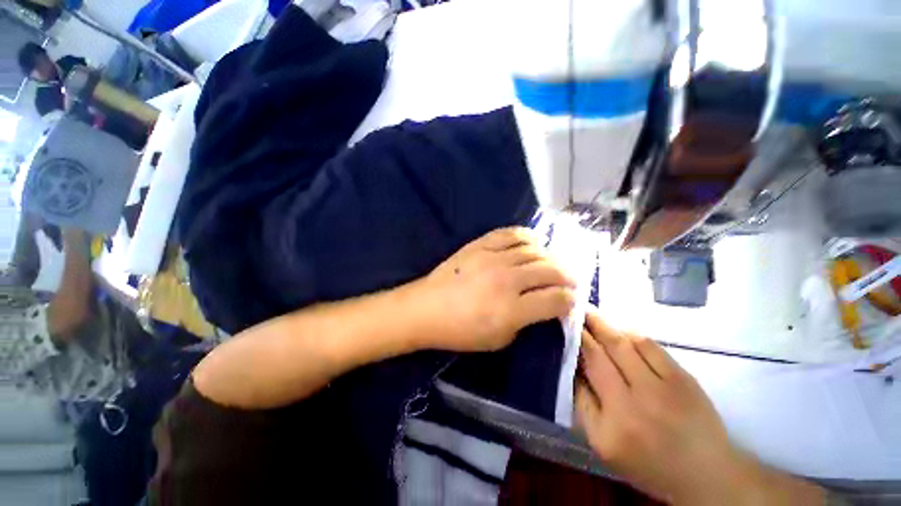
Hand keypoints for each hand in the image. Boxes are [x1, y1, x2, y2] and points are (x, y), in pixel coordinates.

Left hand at [414, 227, 575, 351]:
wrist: (426, 309)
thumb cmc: (460, 332)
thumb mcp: (498, 340)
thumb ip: (526, 322)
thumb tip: (543, 305)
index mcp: (512, 310)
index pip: (556, 299)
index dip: (570, 301)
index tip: (570, 301)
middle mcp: (507, 280)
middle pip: (551, 271)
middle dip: (567, 277)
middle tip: (569, 281)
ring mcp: (493, 258)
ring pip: (535, 250)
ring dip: (550, 258)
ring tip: (552, 264)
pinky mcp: (480, 245)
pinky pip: (511, 234)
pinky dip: (527, 236)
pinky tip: (534, 242)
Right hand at [575, 312, 777, 504]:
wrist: (705, 471)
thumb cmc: (647, 461)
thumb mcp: (602, 443)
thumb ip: (582, 403)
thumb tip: (571, 365)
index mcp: (612, 422)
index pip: (587, 369)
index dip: (575, 342)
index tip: (564, 324)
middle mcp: (637, 401)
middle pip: (603, 352)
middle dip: (585, 327)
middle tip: (572, 309)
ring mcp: (663, 387)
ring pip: (625, 343)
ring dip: (605, 324)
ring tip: (590, 311)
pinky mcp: (683, 378)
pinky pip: (650, 346)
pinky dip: (630, 333)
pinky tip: (619, 327)